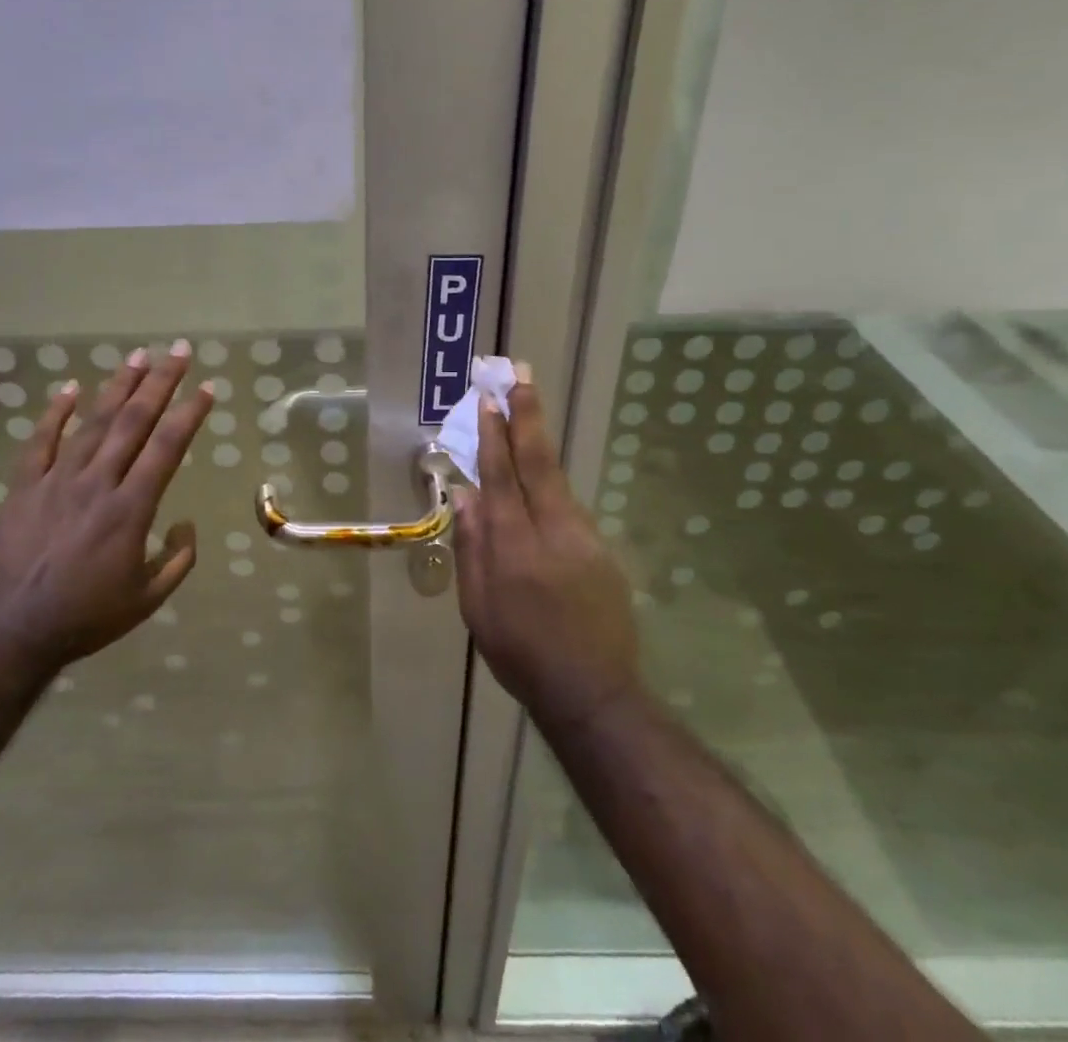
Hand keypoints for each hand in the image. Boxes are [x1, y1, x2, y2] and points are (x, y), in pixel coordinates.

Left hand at [0, 341, 212, 676]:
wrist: (9, 631)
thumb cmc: (85, 617)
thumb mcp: (146, 600)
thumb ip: (177, 560)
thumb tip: (187, 525)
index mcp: (131, 509)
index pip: (167, 448)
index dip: (189, 414)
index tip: (206, 387)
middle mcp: (97, 483)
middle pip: (134, 422)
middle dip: (160, 383)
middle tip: (178, 351)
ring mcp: (57, 480)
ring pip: (93, 423)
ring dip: (118, 386)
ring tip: (138, 356)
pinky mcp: (24, 486)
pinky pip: (41, 441)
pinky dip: (56, 412)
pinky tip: (71, 387)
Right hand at [452, 368, 639, 731]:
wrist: (593, 692)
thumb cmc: (520, 653)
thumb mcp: (478, 608)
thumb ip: (471, 548)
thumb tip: (465, 496)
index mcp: (514, 548)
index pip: (501, 478)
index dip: (493, 436)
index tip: (488, 400)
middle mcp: (552, 532)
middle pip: (538, 462)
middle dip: (527, 415)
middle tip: (519, 375)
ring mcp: (584, 538)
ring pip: (556, 480)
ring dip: (539, 441)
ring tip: (525, 410)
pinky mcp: (602, 549)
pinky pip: (568, 506)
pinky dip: (550, 482)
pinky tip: (539, 477)